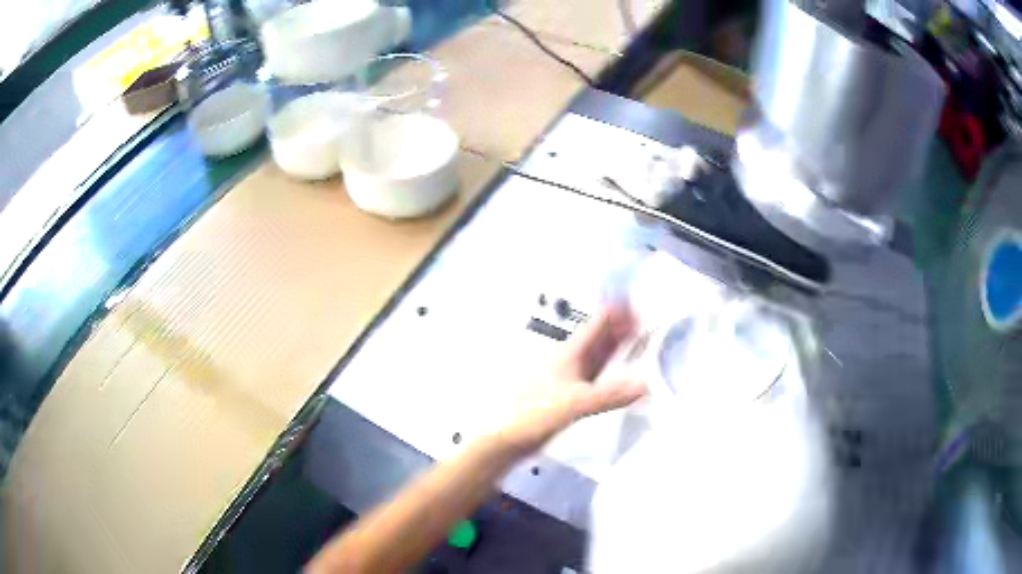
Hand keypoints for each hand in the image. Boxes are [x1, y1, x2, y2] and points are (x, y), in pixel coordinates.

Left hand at [497, 305, 647, 454]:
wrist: (513, 435)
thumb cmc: (534, 414)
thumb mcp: (576, 403)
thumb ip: (610, 394)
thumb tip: (641, 385)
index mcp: (570, 352)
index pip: (598, 321)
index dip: (619, 312)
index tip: (640, 309)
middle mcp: (570, 358)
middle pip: (600, 334)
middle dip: (622, 326)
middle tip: (645, 322)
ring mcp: (570, 374)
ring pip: (599, 352)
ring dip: (617, 345)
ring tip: (638, 340)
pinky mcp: (571, 390)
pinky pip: (597, 371)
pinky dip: (611, 366)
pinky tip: (620, 372)